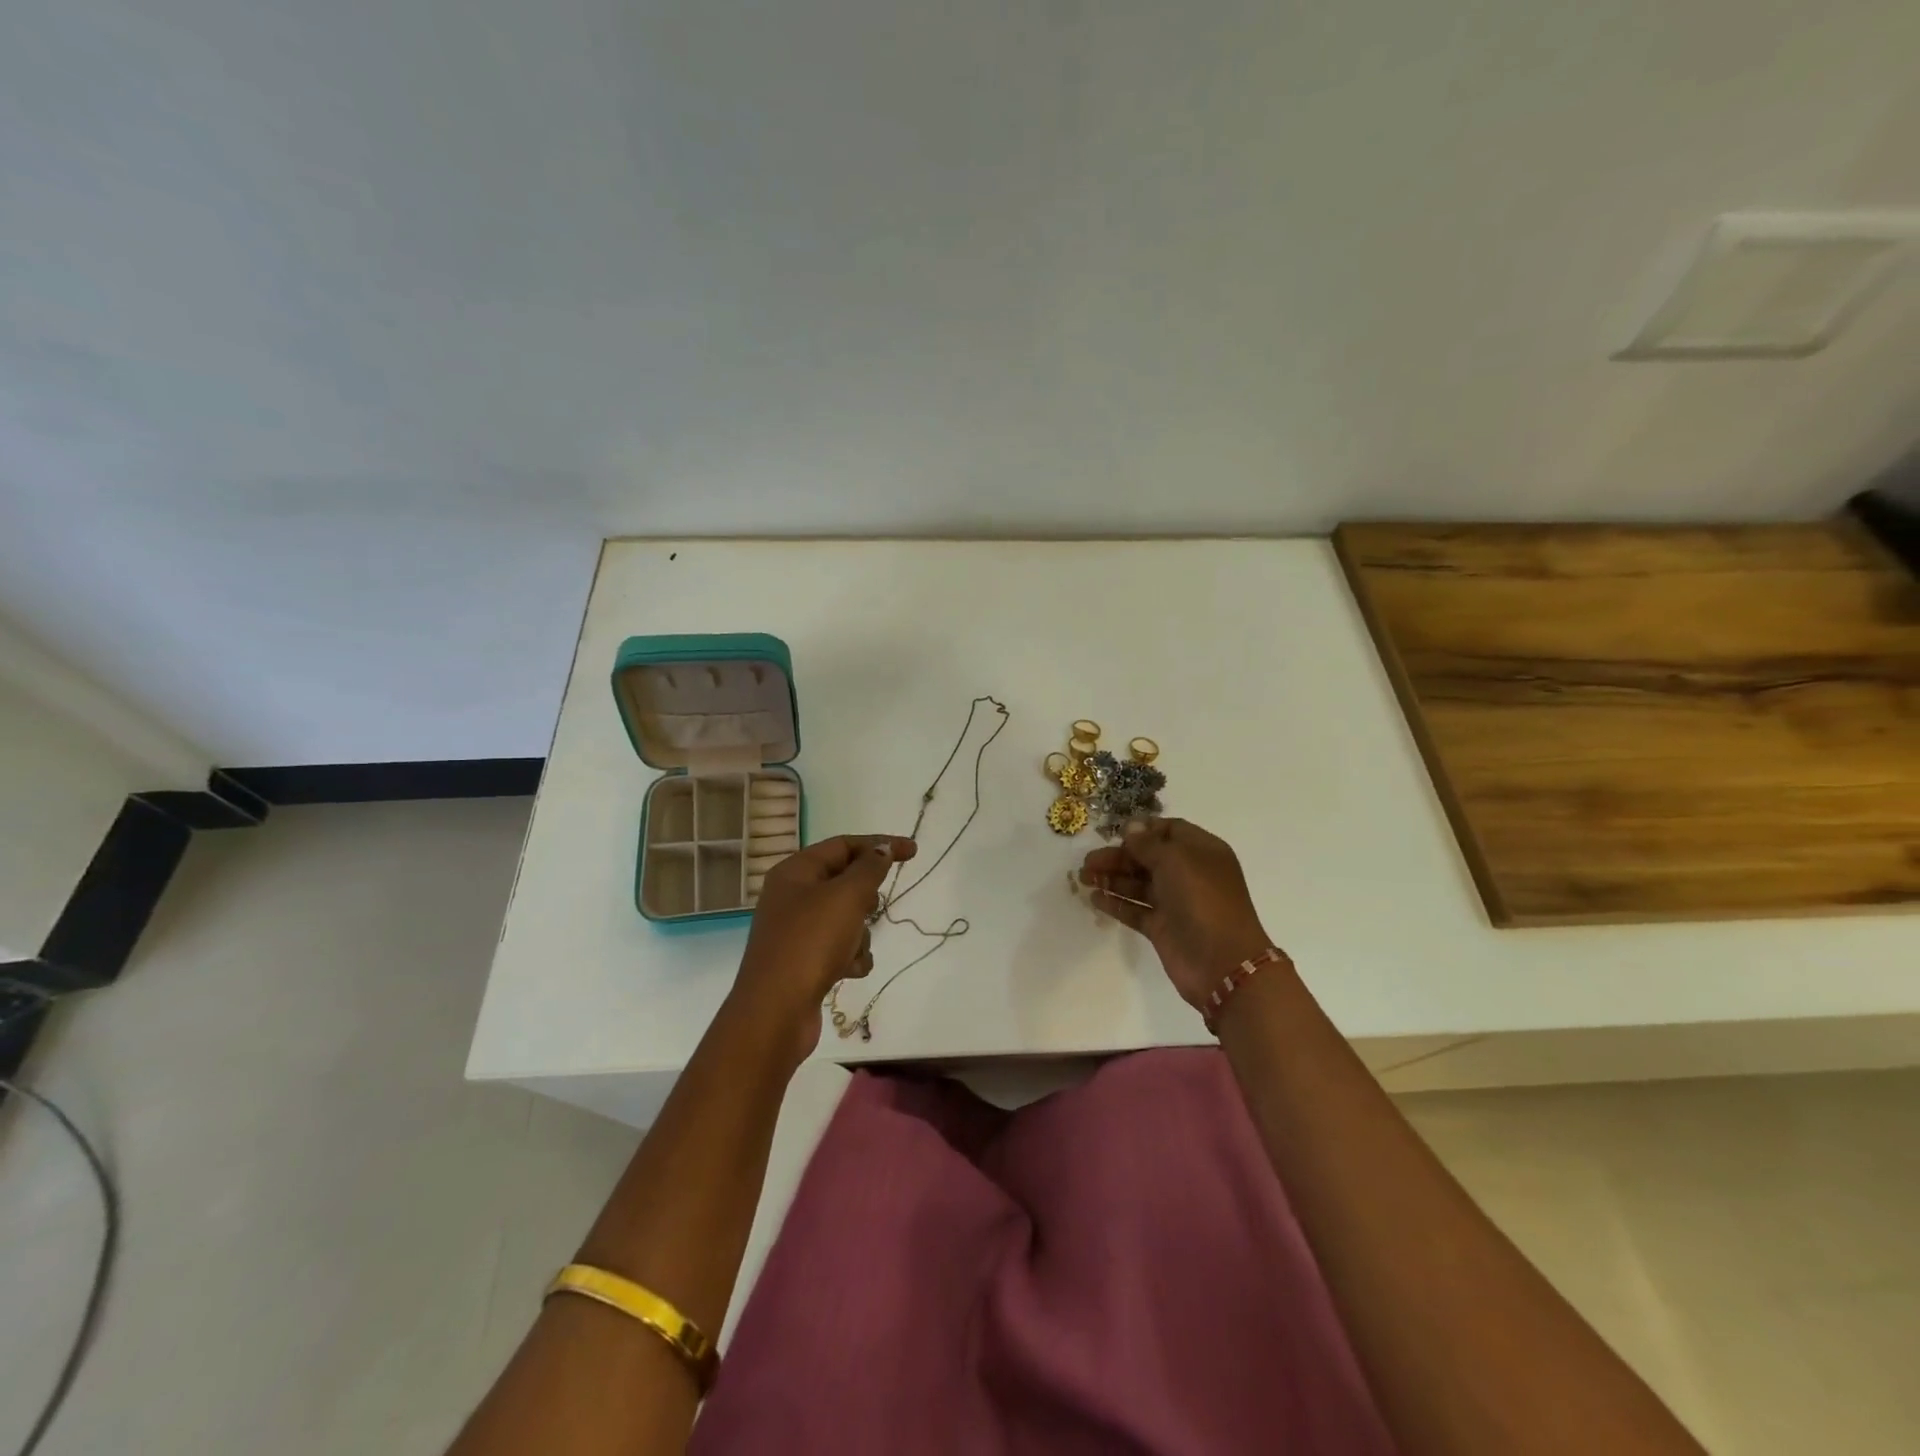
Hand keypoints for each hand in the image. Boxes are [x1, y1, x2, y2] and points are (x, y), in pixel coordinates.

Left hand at [731, 833, 917, 1063]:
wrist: (776, 1011)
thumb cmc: (811, 942)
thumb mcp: (847, 896)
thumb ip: (870, 868)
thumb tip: (882, 849)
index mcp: (795, 872)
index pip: (843, 845)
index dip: (879, 844)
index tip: (913, 852)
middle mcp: (792, 897)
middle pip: (843, 881)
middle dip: (865, 895)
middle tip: (871, 908)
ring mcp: (796, 931)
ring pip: (845, 917)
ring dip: (860, 932)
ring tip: (854, 948)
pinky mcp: (803, 962)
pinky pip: (839, 947)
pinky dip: (851, 956)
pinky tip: (850, 971)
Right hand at [1079, 818, 1275, 1012]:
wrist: (1221, 962)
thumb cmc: (1202, 899)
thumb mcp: (1175, 860)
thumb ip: (1148, 844)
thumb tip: (1131, 828)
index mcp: (1201, 851)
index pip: (1170, 831)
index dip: (1143, 830)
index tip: (1116, 834)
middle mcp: (1189, 874)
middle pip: (1148, 858)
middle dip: (1118, 856)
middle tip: (1088, 861)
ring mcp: (1175, 903)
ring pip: (1138, 884)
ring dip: (1111, 878)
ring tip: (1083, 878)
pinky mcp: (1162, 928)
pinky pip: (1135, 910)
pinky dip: (1116, 903)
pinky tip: (1094, 898)